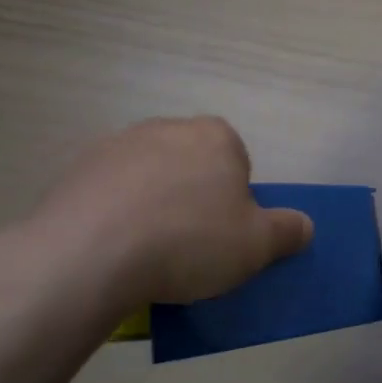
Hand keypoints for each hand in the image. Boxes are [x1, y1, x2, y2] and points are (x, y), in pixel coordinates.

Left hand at [0, 117, 312, 345]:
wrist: (90, 254)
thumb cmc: (189, 240)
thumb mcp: (256, 245)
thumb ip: (287, 231)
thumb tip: (304, 225)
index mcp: (216, 137)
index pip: (237, 162)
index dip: (234, 199)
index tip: (224, 233)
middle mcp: (167, 128)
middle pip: (192, 165)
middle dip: (193, 197)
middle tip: (190, 244)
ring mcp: (118, 145)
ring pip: (149, 177)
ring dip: (152, 205)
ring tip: (146, 252)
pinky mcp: (77, 169)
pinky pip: (108, 193)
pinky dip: (114, 214)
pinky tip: (111, 250)